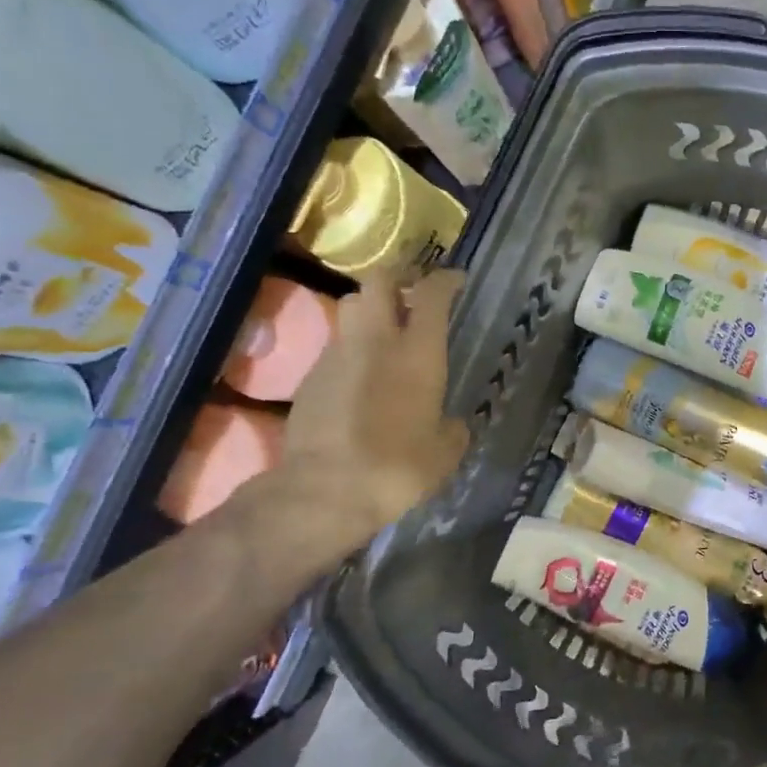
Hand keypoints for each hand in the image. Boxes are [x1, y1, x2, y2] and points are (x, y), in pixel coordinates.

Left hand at [267, 267, 469, 559]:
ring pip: (352, 309)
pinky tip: (362, 379)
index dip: (445, 280)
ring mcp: (337, 355)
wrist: (325, 490)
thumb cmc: (398, 468)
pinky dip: (352, 350)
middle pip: (379, 281)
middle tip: (412, 290)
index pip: (432, 294)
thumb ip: (452, 431)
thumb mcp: (444, 454)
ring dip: (370, 311)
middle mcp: (376, 341)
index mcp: (418, 353)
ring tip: (385, 332)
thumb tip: (452, 425)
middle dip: (397, 276)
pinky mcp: (311, 376)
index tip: (455, 280)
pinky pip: (336, 347)